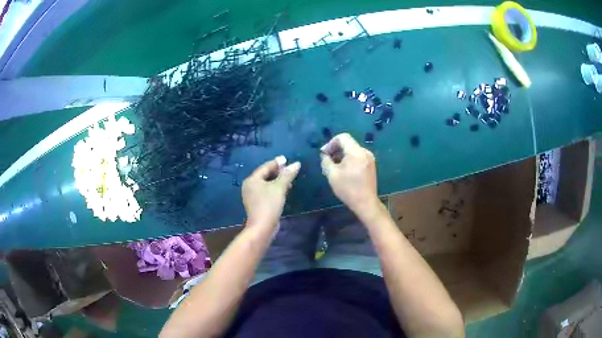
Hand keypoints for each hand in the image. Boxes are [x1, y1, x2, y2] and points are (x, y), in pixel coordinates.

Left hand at [242, 156, 300, 228]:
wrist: (262, 227)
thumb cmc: (269, 204)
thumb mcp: (280, 187)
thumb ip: (287, 174)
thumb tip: (296, 164)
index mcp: (252, 179)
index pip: (265, 167)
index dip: (277, 163)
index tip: (287, 159)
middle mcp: (249, 186)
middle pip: (265, 175)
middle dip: (278, 172)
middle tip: (289, 169)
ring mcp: (252, 196)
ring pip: (266, 184)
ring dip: (277, 181)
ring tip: (289, 180)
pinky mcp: (257, 205)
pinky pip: (266, 192)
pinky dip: (274, 189)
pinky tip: (283, 191)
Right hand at [320, 133, 379, 215]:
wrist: (365, 203)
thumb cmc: (348, 189)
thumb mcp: (332, 174)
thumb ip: (326, 161)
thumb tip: (324, 155)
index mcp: (356, 152)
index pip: (343, 137)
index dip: (331, 143)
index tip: (324, 154)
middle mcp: (365, 152)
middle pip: (348, 143)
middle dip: (335, 150)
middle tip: (327, 161)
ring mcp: (369, 159)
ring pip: (353, 150)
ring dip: (342, 155)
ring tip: (334, 167)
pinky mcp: (371, 165)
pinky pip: (358, 156)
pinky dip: (349, 159)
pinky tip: (344, 170)